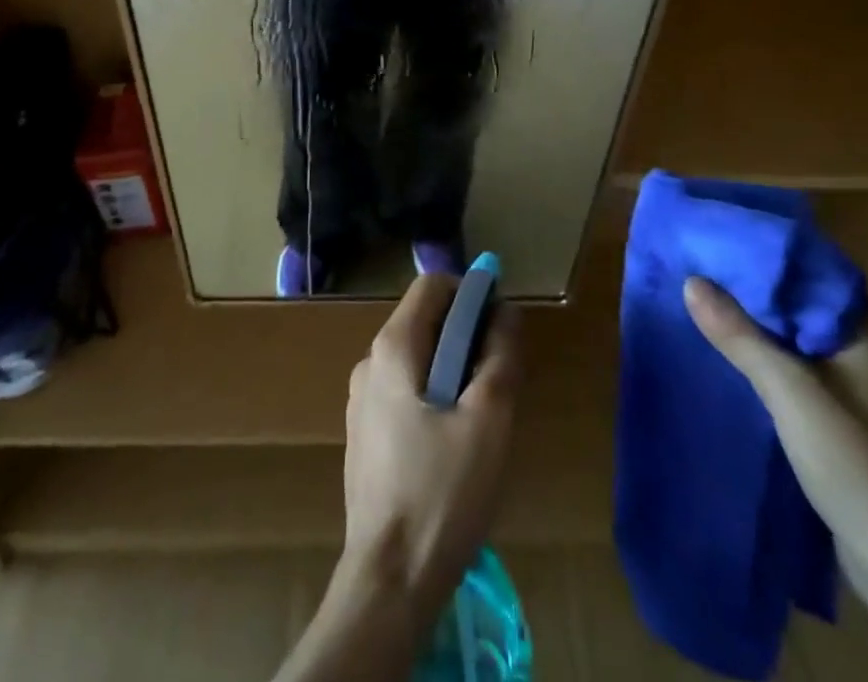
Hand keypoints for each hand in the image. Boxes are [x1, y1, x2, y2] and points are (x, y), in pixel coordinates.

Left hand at [341, 275, 522, 621]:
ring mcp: (361, 400)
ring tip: (480, 419)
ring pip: (416, 360)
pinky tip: (451, 447)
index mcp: (393, 347)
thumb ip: (500, 356)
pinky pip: (403, 393)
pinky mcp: (364, 435)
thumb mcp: (488, 420)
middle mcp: (369, 362)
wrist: (389, 579)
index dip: (470, 294)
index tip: (500, 326)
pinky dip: (432, 397)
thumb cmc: (442, 492)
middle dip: (465, 337)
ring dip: (452, 370)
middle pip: (424, 322)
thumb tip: (507, 311)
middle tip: (497, 379)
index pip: (432, 286)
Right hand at [682, 278, 867, 600]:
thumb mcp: (790, 392)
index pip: (811, 270)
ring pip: (803, 338)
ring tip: (707, 308)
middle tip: (700, 272)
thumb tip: (692, 280)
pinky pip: (807, 370)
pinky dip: (774, 359)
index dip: (763, 255)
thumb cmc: (859, 464)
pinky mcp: (857, 419)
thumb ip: (740, 335)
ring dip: (762, 327)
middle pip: (804, 303)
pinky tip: (737, 359)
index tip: (716, 243)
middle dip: (755, 291)